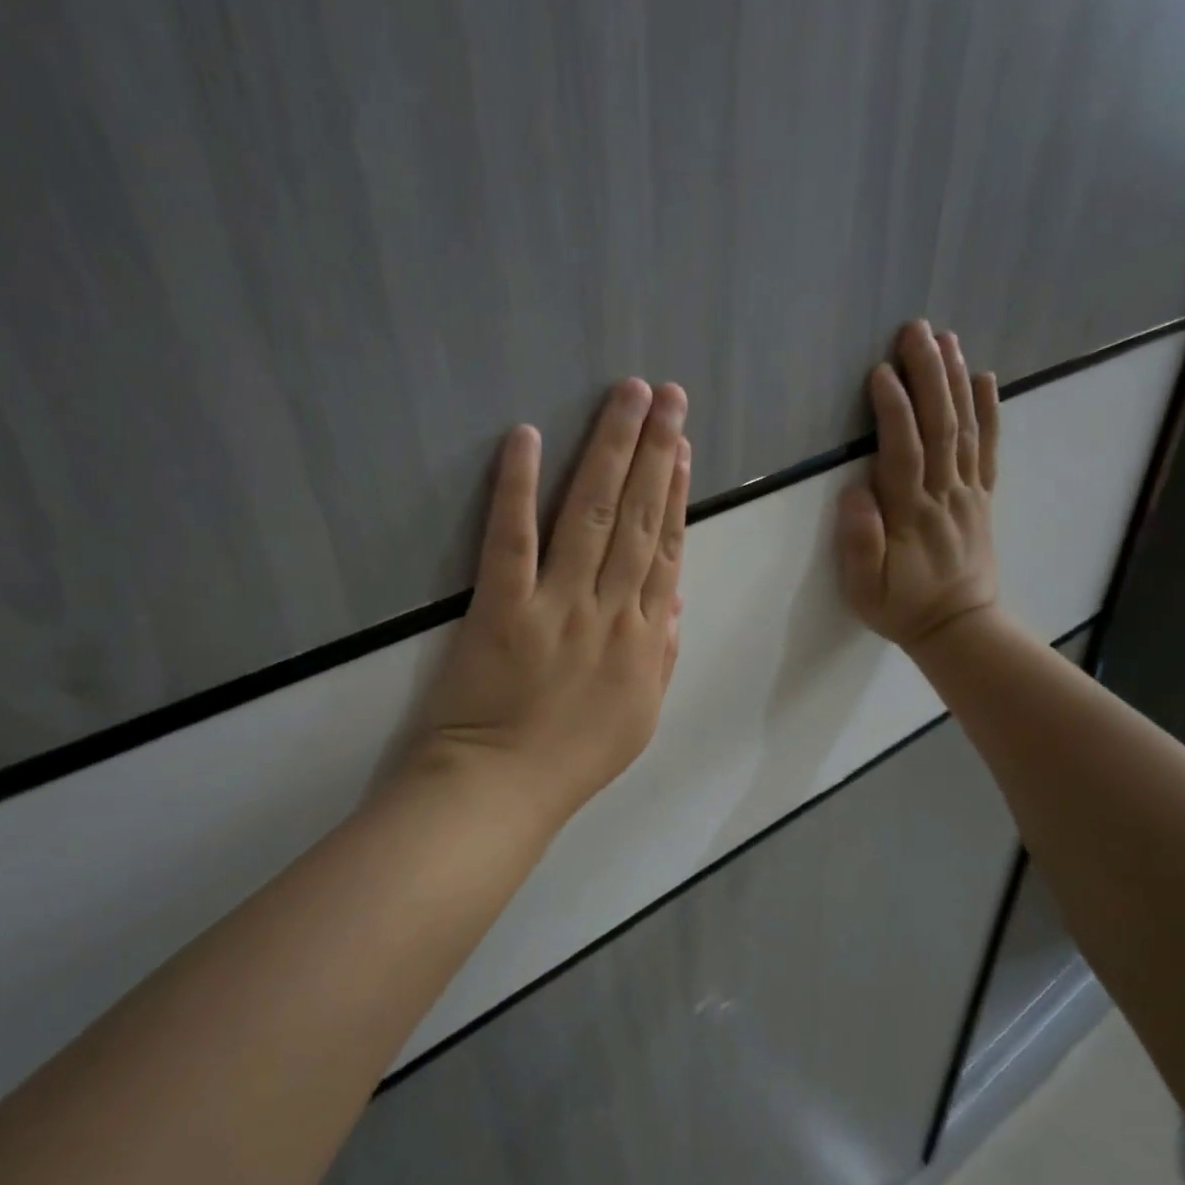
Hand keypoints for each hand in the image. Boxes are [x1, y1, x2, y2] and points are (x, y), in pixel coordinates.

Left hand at [411, 380, 690, 828]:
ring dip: (610, 450)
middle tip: (667, 395)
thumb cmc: (573, 758)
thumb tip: (676, 596)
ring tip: (627, 396)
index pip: (667, 550)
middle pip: (639, 518)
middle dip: (655, 450)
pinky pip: (512, 539)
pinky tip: (527, 437)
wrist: (504, 789)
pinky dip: (519, 486)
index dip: (677, 493)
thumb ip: (663, 653)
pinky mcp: (502, 607)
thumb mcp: (641, 715)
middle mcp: (609, 610)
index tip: (683, 446)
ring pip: (591, 514)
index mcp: (645, 638)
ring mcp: (557, 605)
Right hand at [837, 320, 999, 647]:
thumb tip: (855, 491)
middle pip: (939, 426)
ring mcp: (968, 492)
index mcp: (910, 514)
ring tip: (946, 339)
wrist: (959, 627)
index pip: (903, 452)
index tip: (882, 372)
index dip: (894, 410)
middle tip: (917, 331)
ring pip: (964, 429)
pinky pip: (989, 448)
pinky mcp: (983, 497)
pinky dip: (990, 411)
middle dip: (928, 375)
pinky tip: (984, 378)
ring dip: (955, 381)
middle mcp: (944, 494)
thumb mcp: (864, 588)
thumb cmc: (903, 607)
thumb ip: (859, 542)